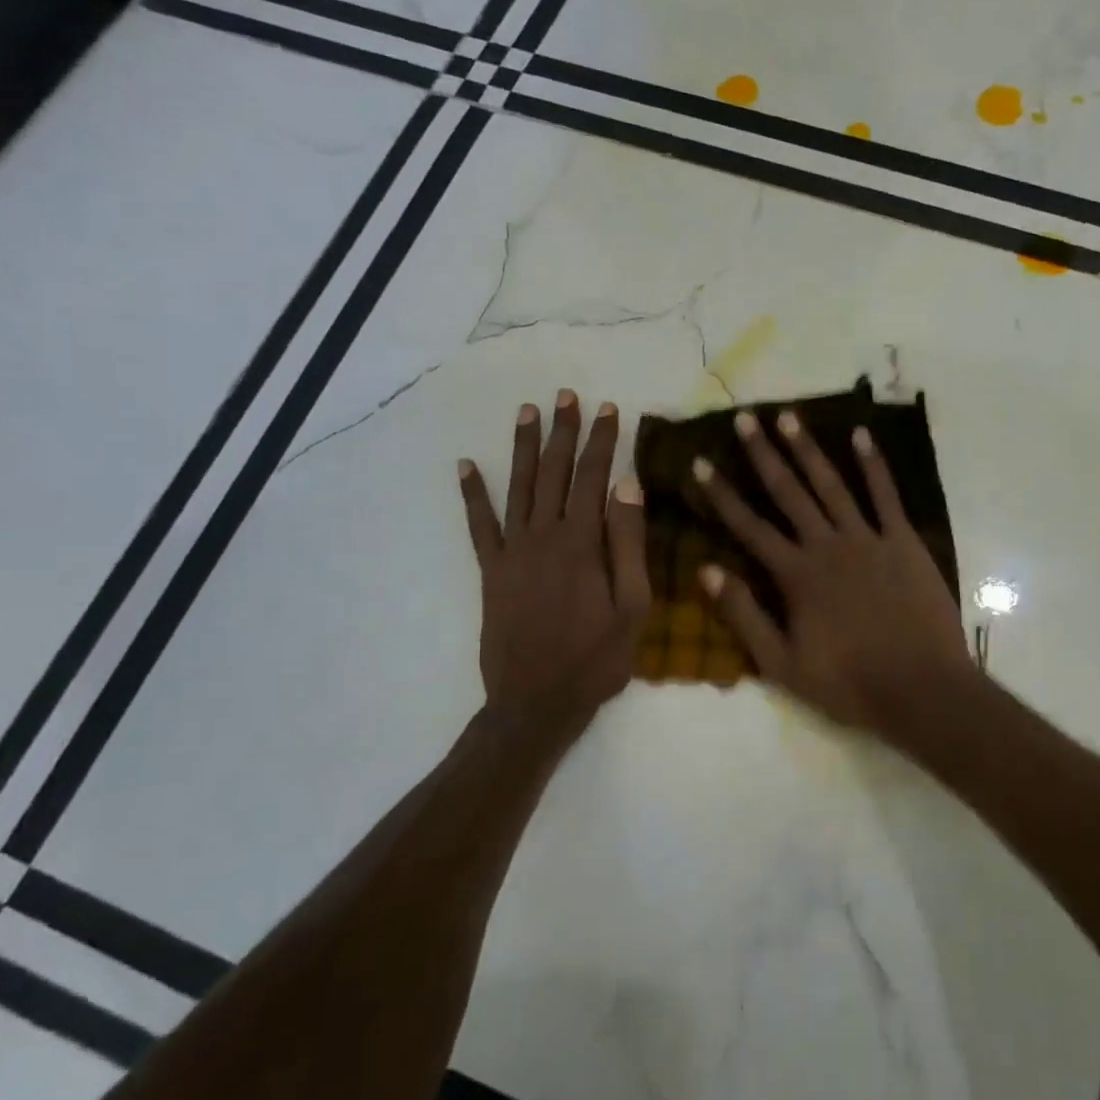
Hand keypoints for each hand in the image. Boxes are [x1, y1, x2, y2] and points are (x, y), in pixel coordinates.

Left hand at [460, 389, 649, 738]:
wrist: (535, 703)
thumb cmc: (596, 658)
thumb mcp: (633, 606)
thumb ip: (629, 544)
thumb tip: (627, 486)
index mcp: (582, 543)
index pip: (594, 478)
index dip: (602, 442)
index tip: (609, 410)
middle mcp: (544, 536)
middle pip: (554, 473)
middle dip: (562, 432)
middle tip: (566, 396)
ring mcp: (512, 551)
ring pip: (519, 487)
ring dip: (523, 447)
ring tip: (527, 412)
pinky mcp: (491, 571)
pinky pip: (479, 525)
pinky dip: (472, 494)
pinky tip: (466, 466)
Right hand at [691, 409, 973, 740]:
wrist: (922, 689)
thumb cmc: (848, 683)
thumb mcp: (782, 663)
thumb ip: (744, 615)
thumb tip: (706, 571)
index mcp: (795, 575)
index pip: (749, 526)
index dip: (721, 494)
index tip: (700, 462)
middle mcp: (827, 545)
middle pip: (788, 492)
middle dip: (763, 454)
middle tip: (745, 418)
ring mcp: (868, 539)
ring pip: (831, 485)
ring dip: (808, 449)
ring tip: (788, 416)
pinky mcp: (903, 541)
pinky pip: (886, 495)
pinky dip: (874, 464)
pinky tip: (862, 435)